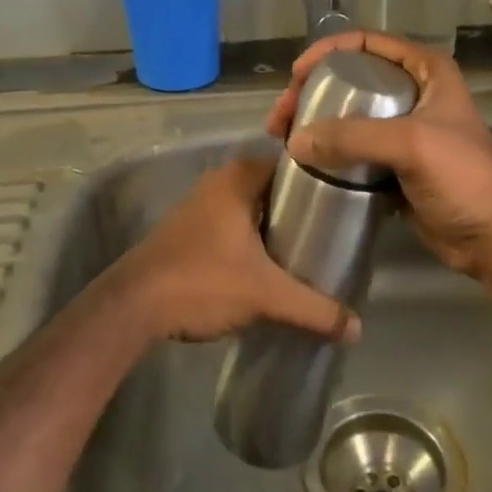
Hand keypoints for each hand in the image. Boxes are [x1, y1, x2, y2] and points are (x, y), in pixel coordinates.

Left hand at [107, 150, 360, 344]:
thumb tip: (357, 328)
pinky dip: (252, 239)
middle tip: (332, 231)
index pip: (290, 163)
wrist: (133, 306)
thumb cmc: (202, 281)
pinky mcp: (187, 231)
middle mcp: (218, 182)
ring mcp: (199, 206)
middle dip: (300, 208)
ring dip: (274, 226)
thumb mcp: (265, 295)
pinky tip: (270, 265)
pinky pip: (232, 225)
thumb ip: (313, 309)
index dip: (318, 178)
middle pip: (272, 188)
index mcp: (238, 178)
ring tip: (308, 250)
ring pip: (251, 208)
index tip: (345, 200)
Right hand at [269, 31, 491, 278]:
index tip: (296, 75)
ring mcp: (403, 130)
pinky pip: (353, 150)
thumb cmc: (464, 177)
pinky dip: (329, 154)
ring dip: (315, 124)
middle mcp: (413, 93)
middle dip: (312, 92)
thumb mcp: (411, 144)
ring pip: (348, 116)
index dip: (327, 51)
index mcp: (426, 71)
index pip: (367, 43)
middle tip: (281, 117)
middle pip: (351, 79)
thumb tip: (295, 142)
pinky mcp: (394, 165)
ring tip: (283, 141)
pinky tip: (304, 163)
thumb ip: (353, 137)